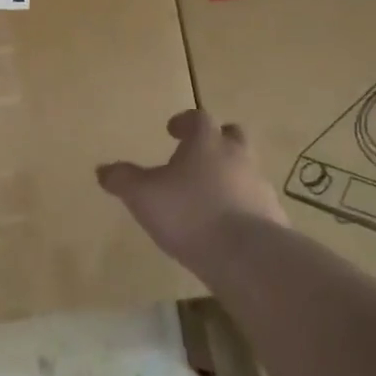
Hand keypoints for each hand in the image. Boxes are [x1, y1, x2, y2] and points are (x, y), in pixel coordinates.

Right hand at [97, 110, 288, 270]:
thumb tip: (102, 169)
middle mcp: (238, 158)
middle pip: (233, 135)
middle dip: (216, 140)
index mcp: (207, 144)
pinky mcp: (273, 218)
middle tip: (197, 154)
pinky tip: (224, 227)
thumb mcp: (142, 195)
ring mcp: (260, 187)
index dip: (184, 122)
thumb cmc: (189, 213)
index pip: (199, 118)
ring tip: (206, 196)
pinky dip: (240, 207)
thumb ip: (122, 179)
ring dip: (229, 175)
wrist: (247, 257)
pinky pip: (254, 203)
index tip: (172, 130)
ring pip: (246, 170)